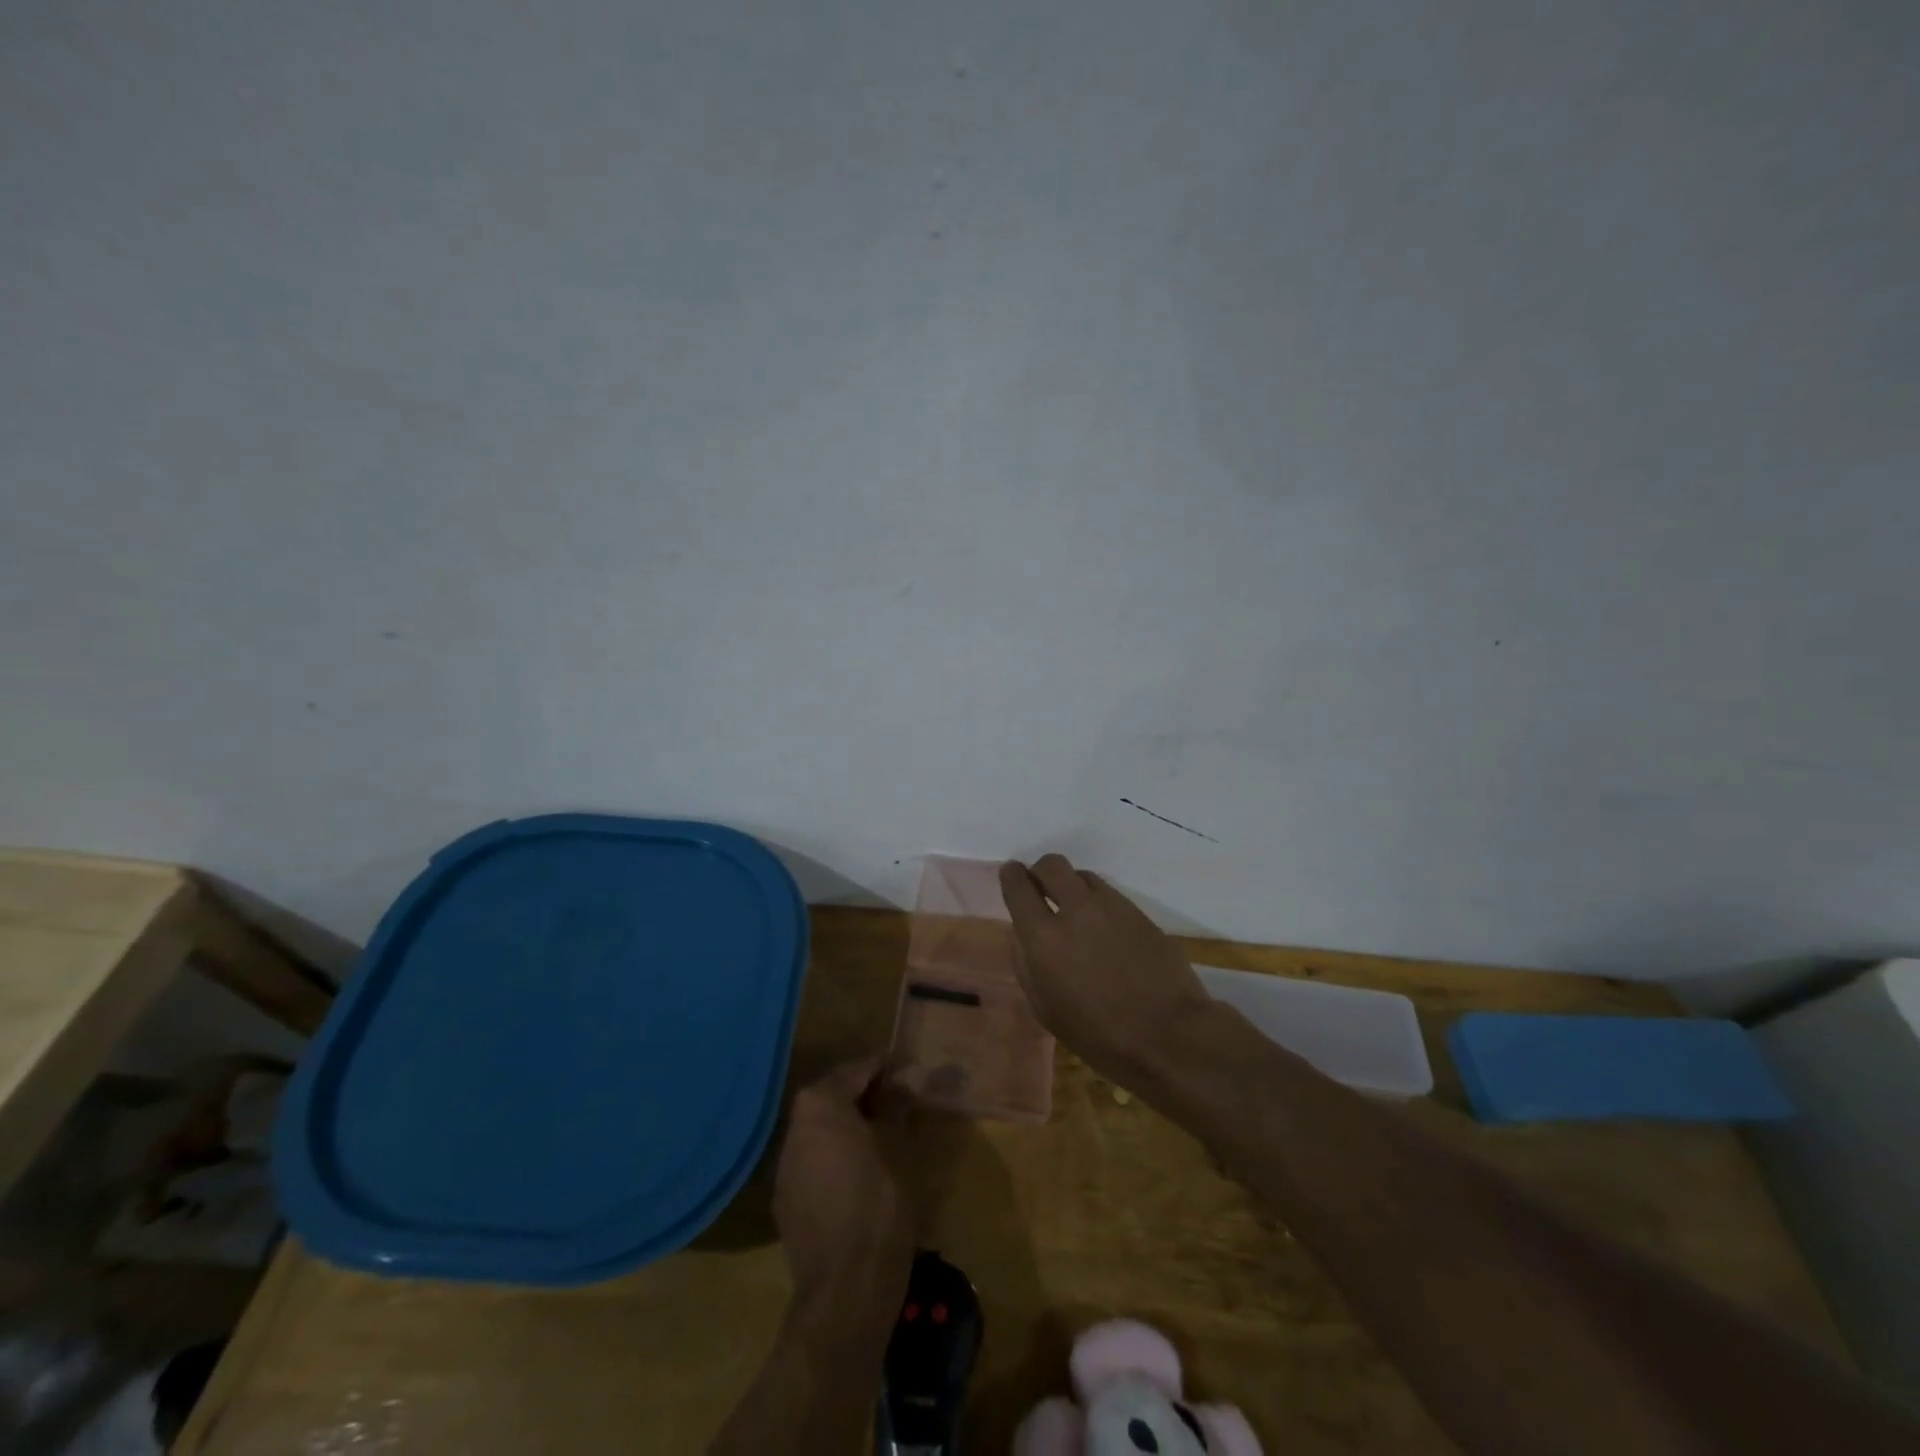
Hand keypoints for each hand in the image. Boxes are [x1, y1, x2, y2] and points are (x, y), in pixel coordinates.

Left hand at [774, 1056, 914, 1309]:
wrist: (845, 1287)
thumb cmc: (879, 1203)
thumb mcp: (899, 1146)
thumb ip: (899, 1105)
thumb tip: (908, 1076)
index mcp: (820, 1103)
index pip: (858, 1070)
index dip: (887, 1070)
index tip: (912, 1074)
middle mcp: (795, 1126)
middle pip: (835, 1097)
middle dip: (867, 1097)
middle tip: (902, 1104)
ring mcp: (785, 1165)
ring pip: (823, 1131)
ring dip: (850, 1127)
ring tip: (885, 1138)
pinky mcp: (785, 1200)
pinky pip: (815, 1162)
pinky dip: (837, 1157)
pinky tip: (861, 1175)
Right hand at [999, 855, 1216, 1088]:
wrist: (1169, 1035)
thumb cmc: (1099, 1035)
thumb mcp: (1046, 1009)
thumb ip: (1027, 965)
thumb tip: (1022, 935)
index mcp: (1044, 937)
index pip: (1019, 886)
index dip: (1011, 875)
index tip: (1011, 875)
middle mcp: (1076, 909)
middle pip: (1052, 864)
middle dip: (1041, 872)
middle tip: (1042, 890)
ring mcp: (1112, 906)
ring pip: (1083, 875)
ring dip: (1072, 887)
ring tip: (1076, 913)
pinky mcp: (1139, 912)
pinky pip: (1109, 894)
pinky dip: (1098, 903)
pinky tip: (1105, 930)